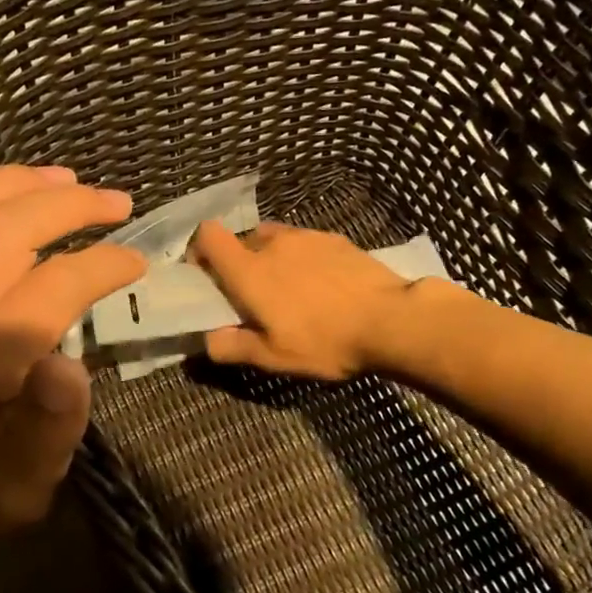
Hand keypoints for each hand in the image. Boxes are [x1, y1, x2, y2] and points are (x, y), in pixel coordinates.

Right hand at [190, 220, 410, 380]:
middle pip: (241, 240)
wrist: (391, 320)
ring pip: (274, 239)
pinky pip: (305, 243)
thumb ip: (233, 347)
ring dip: (271, 258)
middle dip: (239, 262)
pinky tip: (321, 285)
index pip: (209, 235)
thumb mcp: (274, 357)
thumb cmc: (325, 340)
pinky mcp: (336, 239)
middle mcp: (273, 244)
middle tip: (252, 294)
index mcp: (249, 270)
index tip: (205, 274)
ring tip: (289, 288)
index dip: (199, 249)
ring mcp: (307, 237)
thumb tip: (208, 340)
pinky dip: (302, 258)